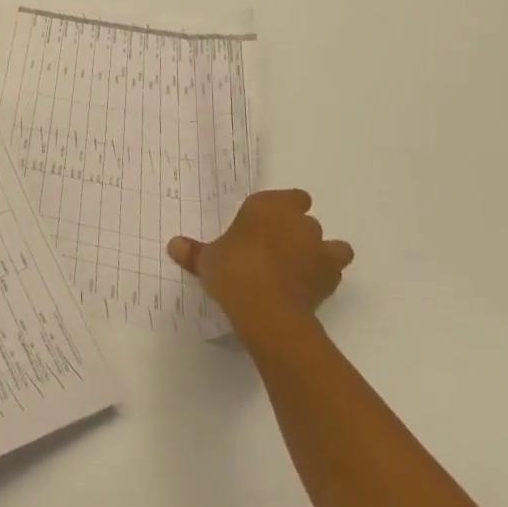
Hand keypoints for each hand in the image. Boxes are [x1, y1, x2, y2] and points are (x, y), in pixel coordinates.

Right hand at [168, 189, 351, 348]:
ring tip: (299, 268)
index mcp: (269, 207)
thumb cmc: (233, 270)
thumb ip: (194, 252)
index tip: (267, 222)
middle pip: (306, 220)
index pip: (291, 197)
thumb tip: (174, 245)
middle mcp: (299, 222)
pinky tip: (307, 288)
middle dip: (295, 232)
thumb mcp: (207, 260)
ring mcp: (319, 250)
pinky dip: (324, 277)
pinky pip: (333, 272)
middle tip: (273, 248)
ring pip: (332, 245)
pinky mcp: (331, 279)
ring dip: (320, 253)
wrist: (267, 309)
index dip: (283, 208)